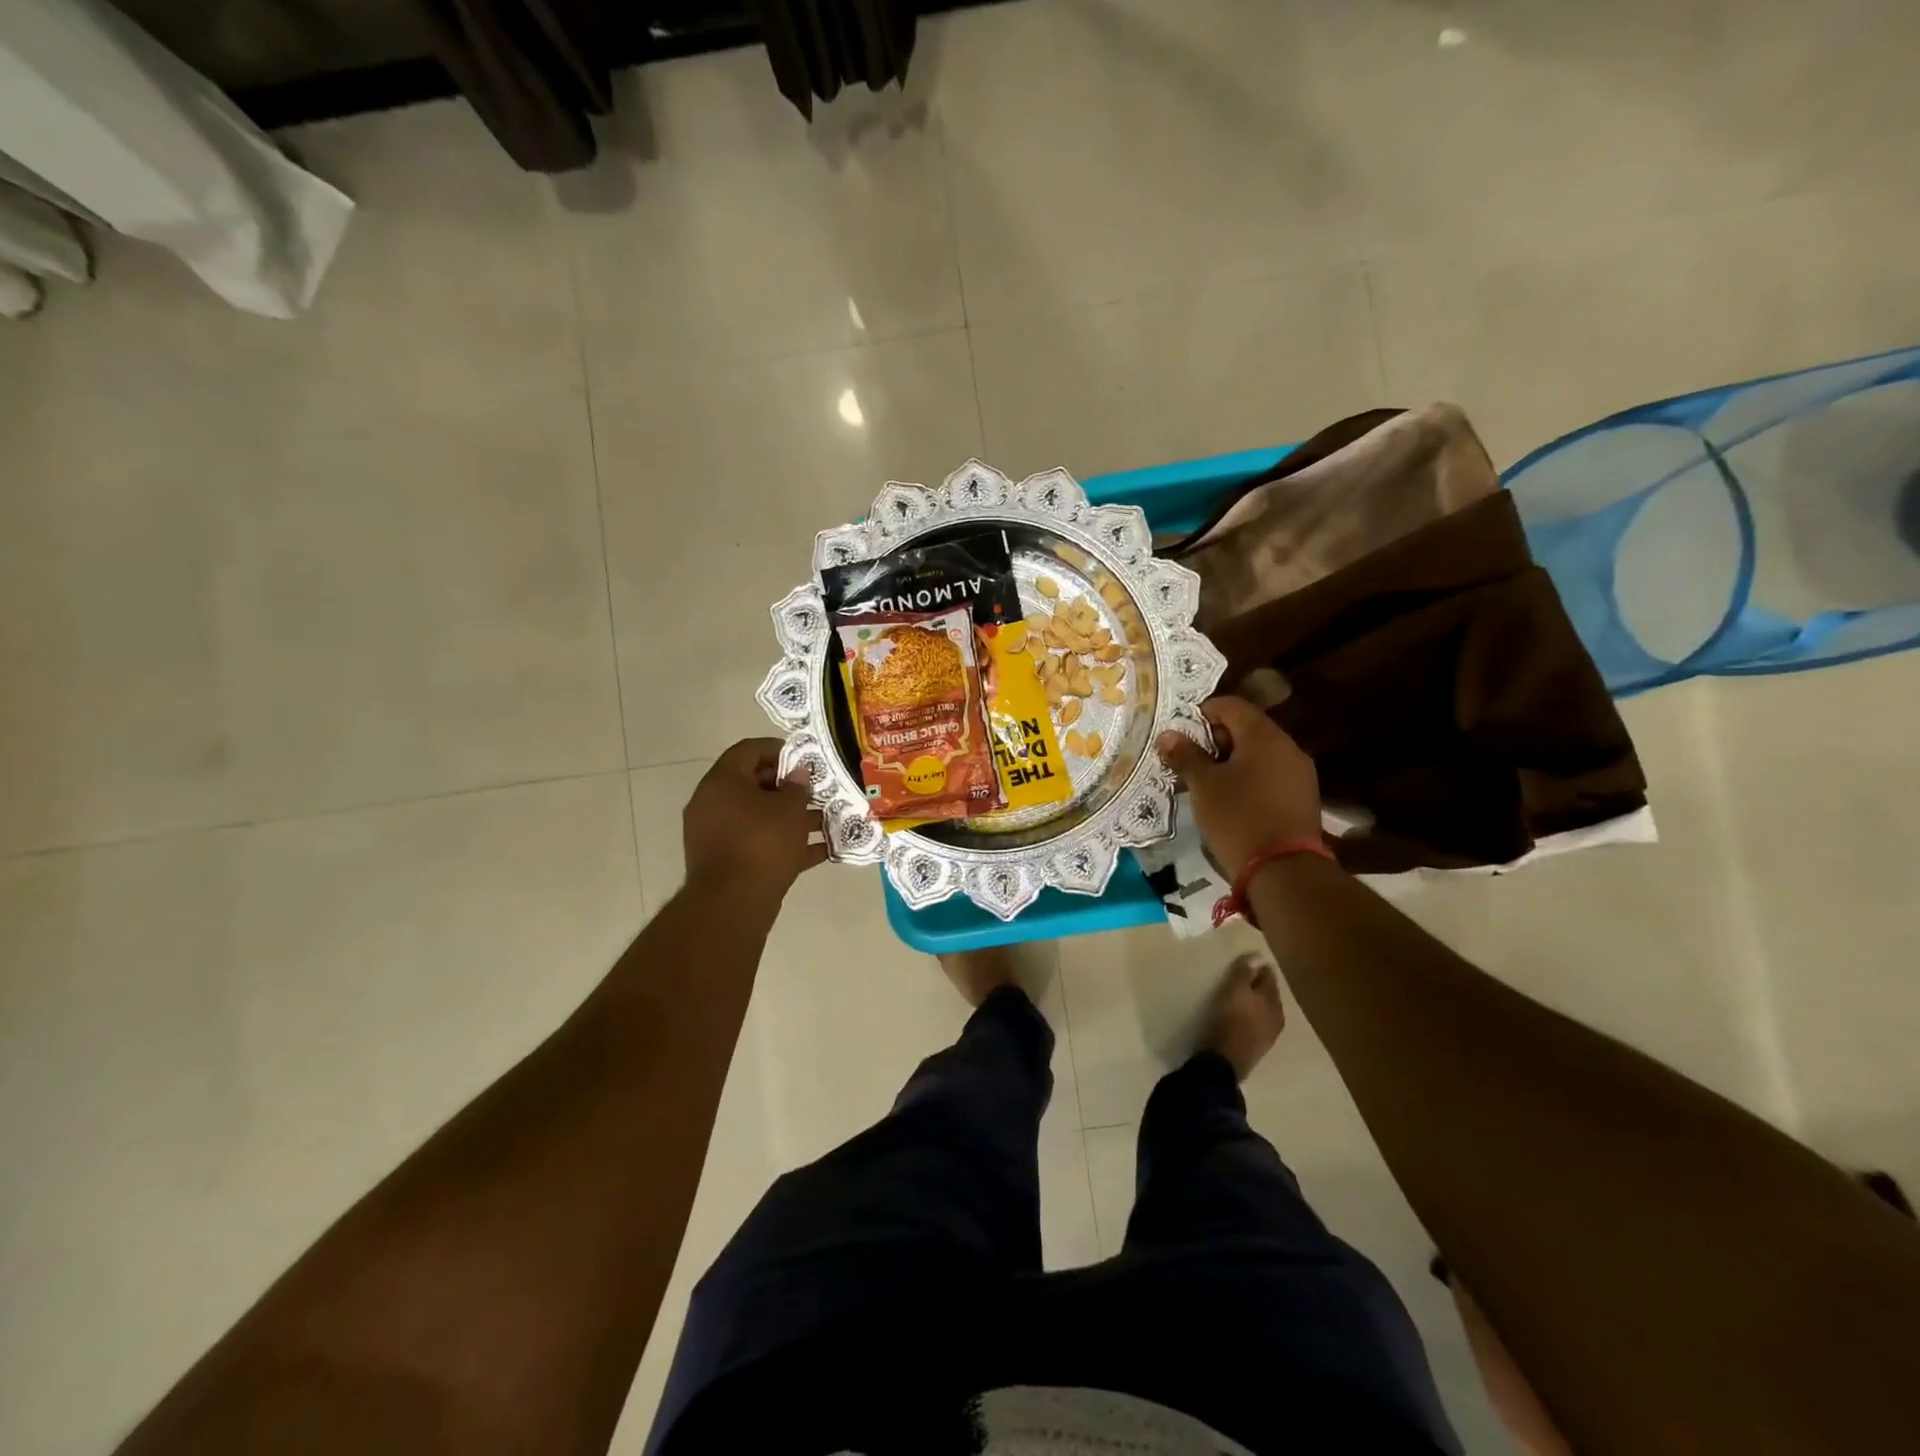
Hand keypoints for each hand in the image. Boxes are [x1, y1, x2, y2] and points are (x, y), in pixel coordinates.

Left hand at [683, 739, 828, 900]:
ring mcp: (715, 834)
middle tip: (817, 792)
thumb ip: (797, 787)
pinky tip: (818, 851)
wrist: (732, 904)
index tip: (805, 759)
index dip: (779, 749)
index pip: (749, 750)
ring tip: (825, 822)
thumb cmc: (762, 844)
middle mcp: (712, 803)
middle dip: (788, 788)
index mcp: (722, 781)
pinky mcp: (724, 861)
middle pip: (753, 784)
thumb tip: (797, 774)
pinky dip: (783, 844)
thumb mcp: (789, 810)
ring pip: (758, 817)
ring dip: (790, 818)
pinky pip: (757, 843)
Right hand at [1156, 696, 1321, 877]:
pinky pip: (1271, 774)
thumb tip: (1168, 735)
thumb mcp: (1203, 785)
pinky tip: (1232, 798)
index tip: (1181, 732)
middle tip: (1190, 757)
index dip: (1203, 712)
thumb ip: (1186, 756)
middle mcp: (1287, 746)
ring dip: (1233, 759)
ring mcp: (1299, 772)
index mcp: (1263, 735)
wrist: (1284, 870)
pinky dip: (1249, 777)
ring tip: (1207, 780)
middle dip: (1216, 738)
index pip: (1231, 705)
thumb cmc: (1238, 817)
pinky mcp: (1302, 797)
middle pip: (1247, 727)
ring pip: (1260, 753)